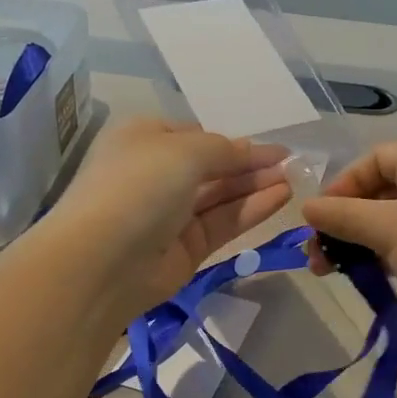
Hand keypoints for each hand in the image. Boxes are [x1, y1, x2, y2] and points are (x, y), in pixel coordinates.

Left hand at [39, 119, 291, 316]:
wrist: (101, 262)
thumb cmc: (138, 186)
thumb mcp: (184, 151)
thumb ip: (224, 149)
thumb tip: (250, 150)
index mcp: (143, 140)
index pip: (193, 135)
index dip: (230, 141)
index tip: (268, 146)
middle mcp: (155, 175)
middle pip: (211, 166)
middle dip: (249, 163)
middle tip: (292, 162)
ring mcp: (170, 215)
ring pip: (220, 196)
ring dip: (256, 185)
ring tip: (295, 178)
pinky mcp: (185, 249)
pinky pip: (223, 222)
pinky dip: (251, 209)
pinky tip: (282, 196)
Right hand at [300, 143, 396, 350]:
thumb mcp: (387, 229)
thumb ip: (342, 215)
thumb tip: (305, 207)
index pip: (374, 158)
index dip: (342, 184)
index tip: (319, 218)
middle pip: (379, 190)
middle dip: (344, 220)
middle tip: (316, 251)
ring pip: (389, 219)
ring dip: (356, 240)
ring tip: (326, 270)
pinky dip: (380, 253)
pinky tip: (359, 274)